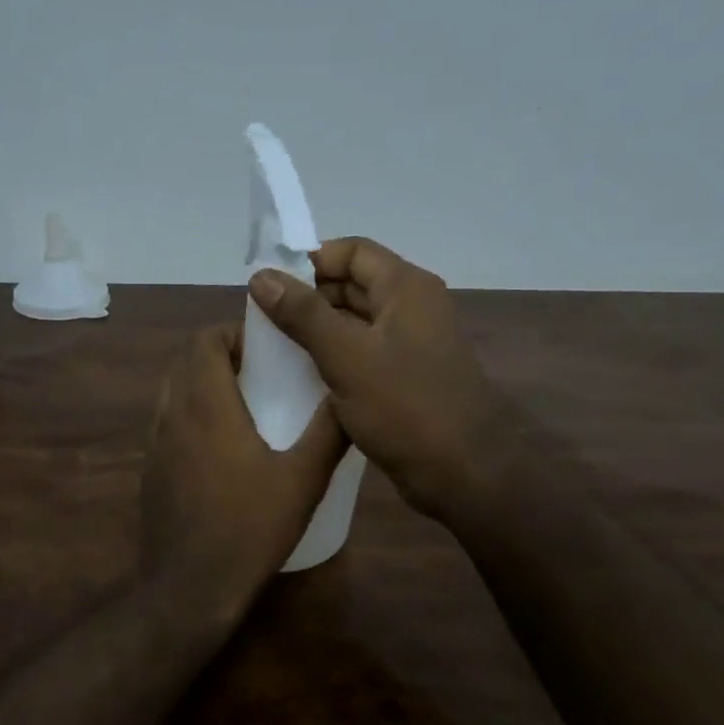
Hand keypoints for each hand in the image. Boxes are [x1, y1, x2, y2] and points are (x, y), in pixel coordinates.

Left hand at [141, 324, 347, 614]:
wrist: (191, 586)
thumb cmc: (250, 527)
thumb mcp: (302, 479)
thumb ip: (328, 432)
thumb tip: (348, 394)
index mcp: (206, 405)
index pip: (203, 340)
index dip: (232, 333)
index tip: (264, 347)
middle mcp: (173, 414)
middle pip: (187, 361)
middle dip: (220, 356)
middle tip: (260, 372)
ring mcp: (155, 443)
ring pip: (174, 391)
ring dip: (204, 384)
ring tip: (244, 406)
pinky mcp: (150, 469)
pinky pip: (168, 422)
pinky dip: (191, 415)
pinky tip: (220, 449)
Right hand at [250, 238, 514, 520]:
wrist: (462, 472)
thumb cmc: (405, 406)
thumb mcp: (346, 356)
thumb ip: (302, 314)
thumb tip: (261, 276)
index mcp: (406, 288)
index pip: (352, 251)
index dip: (310, 262)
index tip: (270, 286)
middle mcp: (411, 308)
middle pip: (352, 284)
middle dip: (308, 297)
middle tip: (265, 320)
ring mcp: (410, 345)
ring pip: (355, 322)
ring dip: (317, 330)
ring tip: (274, 348)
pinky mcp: (405, 378)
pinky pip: (362, 353)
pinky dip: (333, 357)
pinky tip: (302, 376)